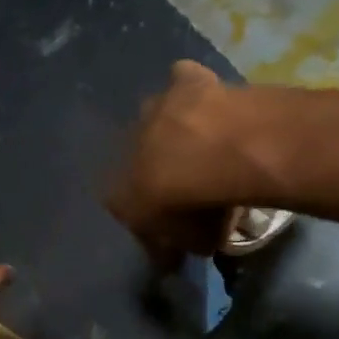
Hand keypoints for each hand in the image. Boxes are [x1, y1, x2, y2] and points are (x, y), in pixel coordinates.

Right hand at [106, 61, 267, 266]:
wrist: (219, 153)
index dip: (147, 215)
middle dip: (156, 166)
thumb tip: (173, 257)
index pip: (123, 207)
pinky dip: (191, 87)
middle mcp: (127, 145)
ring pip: (155, 117)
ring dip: (172, 128)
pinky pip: (182, 81)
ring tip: (203, 142)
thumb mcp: (191, 242)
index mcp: (118, 189)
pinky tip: (210, 101)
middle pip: (138, 158)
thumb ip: (179, 246)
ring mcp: (155, 109)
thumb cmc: (198, 207)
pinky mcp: (185, 82)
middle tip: (186, 179)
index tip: (167, 223)